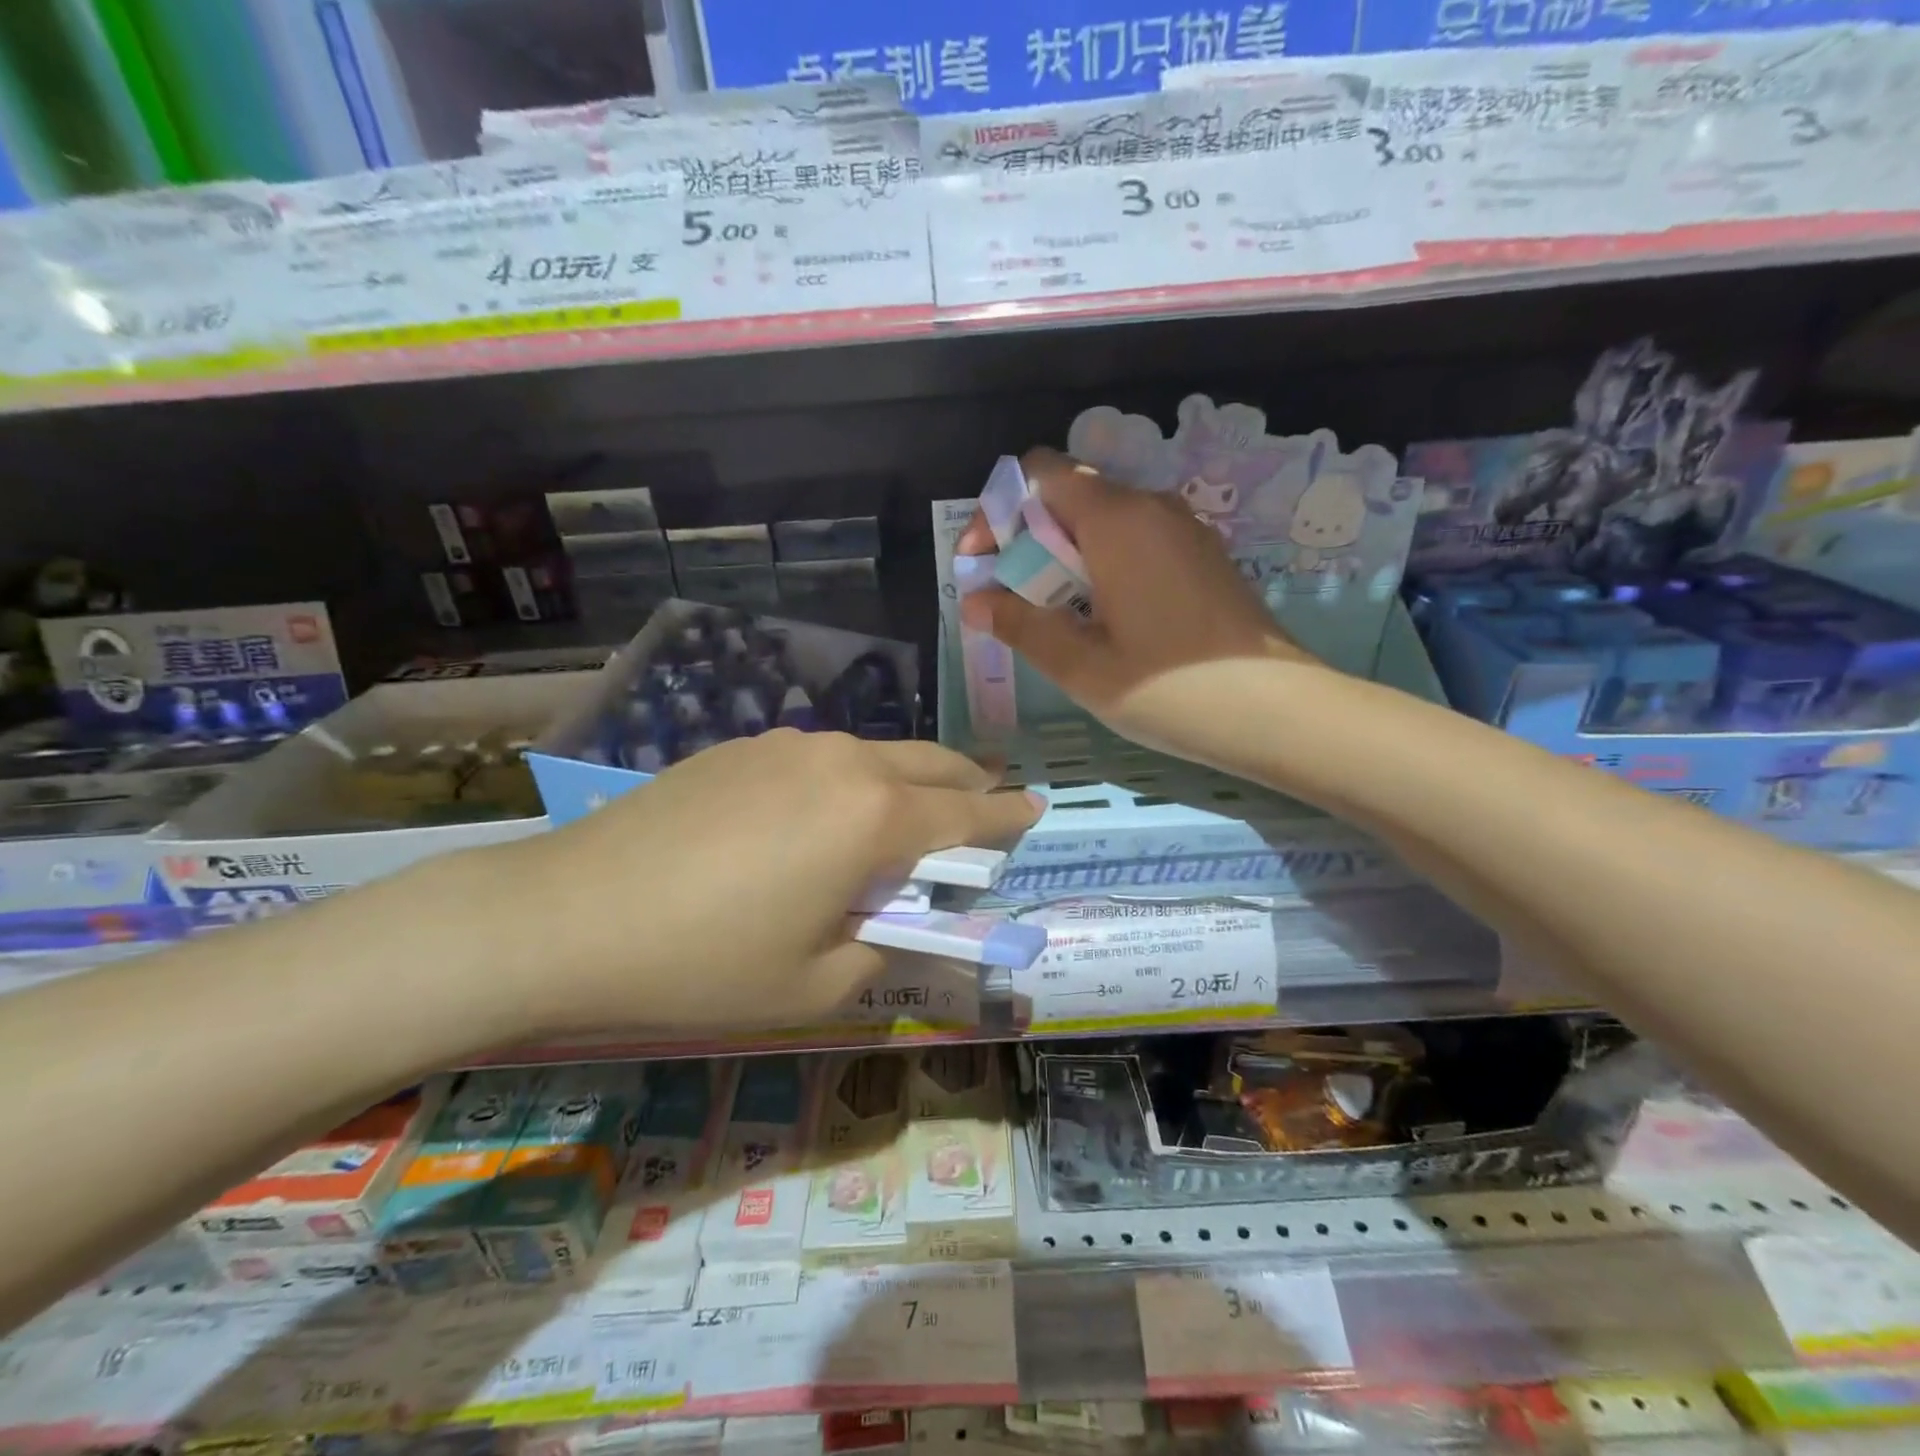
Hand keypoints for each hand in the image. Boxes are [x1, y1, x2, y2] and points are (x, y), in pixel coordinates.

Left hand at [486, 730, 1041, 1034]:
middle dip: (967, 784)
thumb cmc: (704, 965)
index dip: (1007, 815)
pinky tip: (821, 815)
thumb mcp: (815, 985)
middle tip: (982, 809)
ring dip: (907, 781)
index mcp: (874, 818)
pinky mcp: (743, 747)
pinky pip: (823, 757)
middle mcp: (843, 762)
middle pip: (931, 763)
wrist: (567, 915)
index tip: (1036, 807)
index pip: (968, 812)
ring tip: (903, 817)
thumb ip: (884, 947)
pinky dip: (851, 779)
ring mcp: (788, 745)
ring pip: (876, 754)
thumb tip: (901, 919)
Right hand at [958, 448, 1322, 759]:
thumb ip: (1021, 624)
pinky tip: (1104, 619)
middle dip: (1028, 538)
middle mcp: (1151, 507)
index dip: (999, 510)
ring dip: (1065, 554)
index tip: (984, 564)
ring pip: (1104, 519)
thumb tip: (973, 600)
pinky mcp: (1203, 555)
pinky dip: (1102, 563)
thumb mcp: (1081, 665)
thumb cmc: (1170, 690)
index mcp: (1116, 520)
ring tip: (1055, 615)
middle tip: (1014, 599)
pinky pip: (1136, 539)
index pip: (1040, 473)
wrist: (1277, 712)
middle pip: (1070, 494)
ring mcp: (1184, 529)